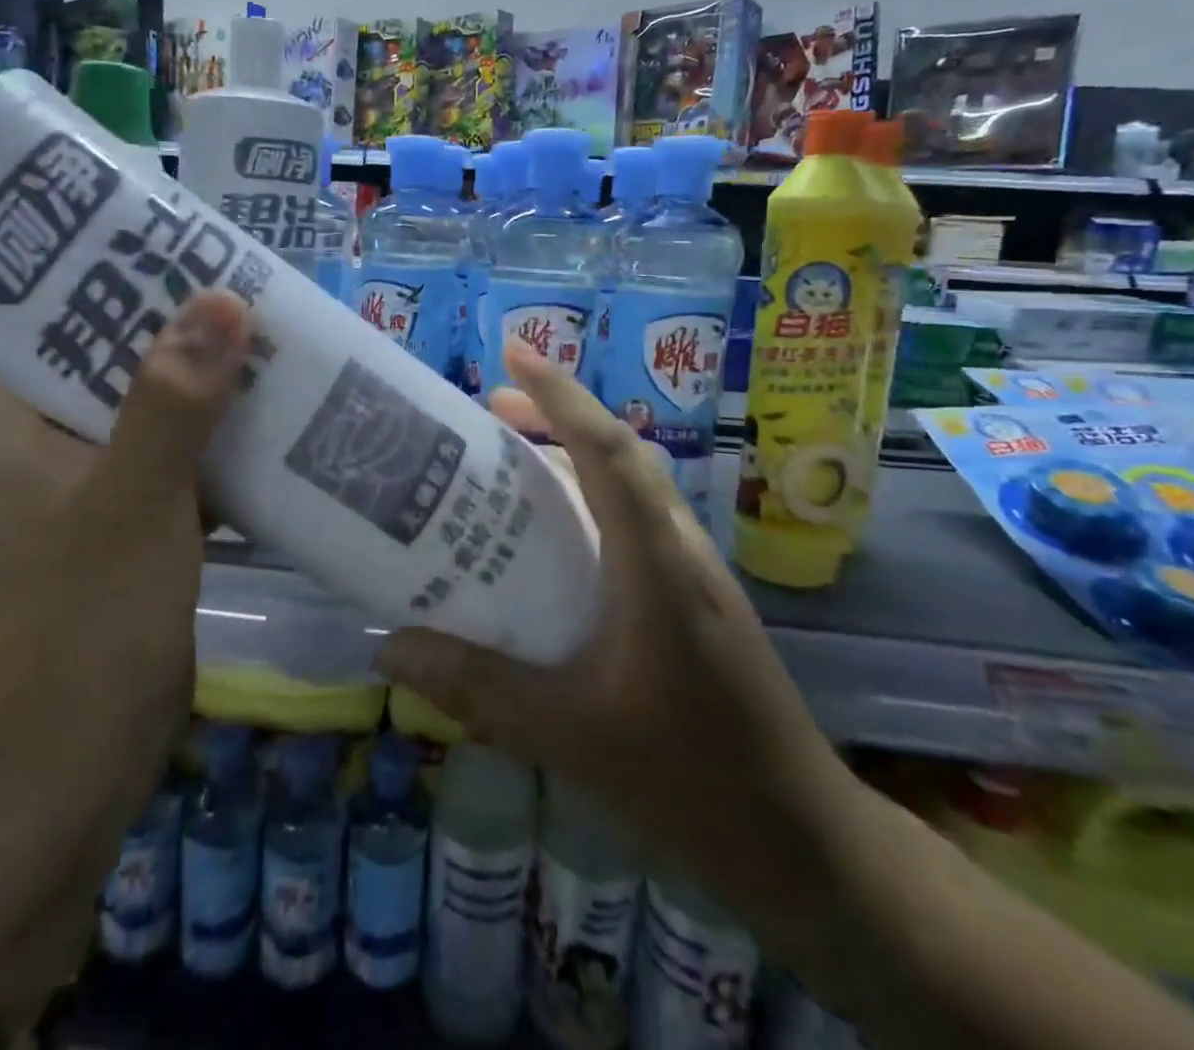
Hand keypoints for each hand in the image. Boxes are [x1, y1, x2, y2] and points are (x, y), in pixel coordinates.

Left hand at [0, 287, 249, 748]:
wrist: (81, 759)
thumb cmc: (89, 621)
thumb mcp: (132, 499)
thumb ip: (172, 402)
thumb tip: (224, 298)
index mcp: (26, 420)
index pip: (52, 318)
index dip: (107, 274)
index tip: (175, 240)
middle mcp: (62, 441)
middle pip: (124, 359)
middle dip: (186, 326)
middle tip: (253, 284)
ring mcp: (109, 484)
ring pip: (167, 410)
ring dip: (218, 383)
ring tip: (282, 337)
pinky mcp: (151, 523)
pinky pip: (195, 460)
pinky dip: (233, 441)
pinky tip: (288, 420)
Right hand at [376, 340, 861, 926]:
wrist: (802, 842)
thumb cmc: (690, 780)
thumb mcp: (568, 735)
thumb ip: (478, 689)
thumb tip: (391, 648)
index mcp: (658, 564)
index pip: (610, 451)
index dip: (561, 394)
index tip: (512, 351)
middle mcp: (681, 550)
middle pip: (621, 455)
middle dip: (558, 415)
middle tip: (490, 406)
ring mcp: (695, 574)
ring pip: (632, 488)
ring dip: (576, 457)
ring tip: (512, 458)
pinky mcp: (696, 600)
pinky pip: (636, 524)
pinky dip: (591, 503)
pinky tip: (555, 541)